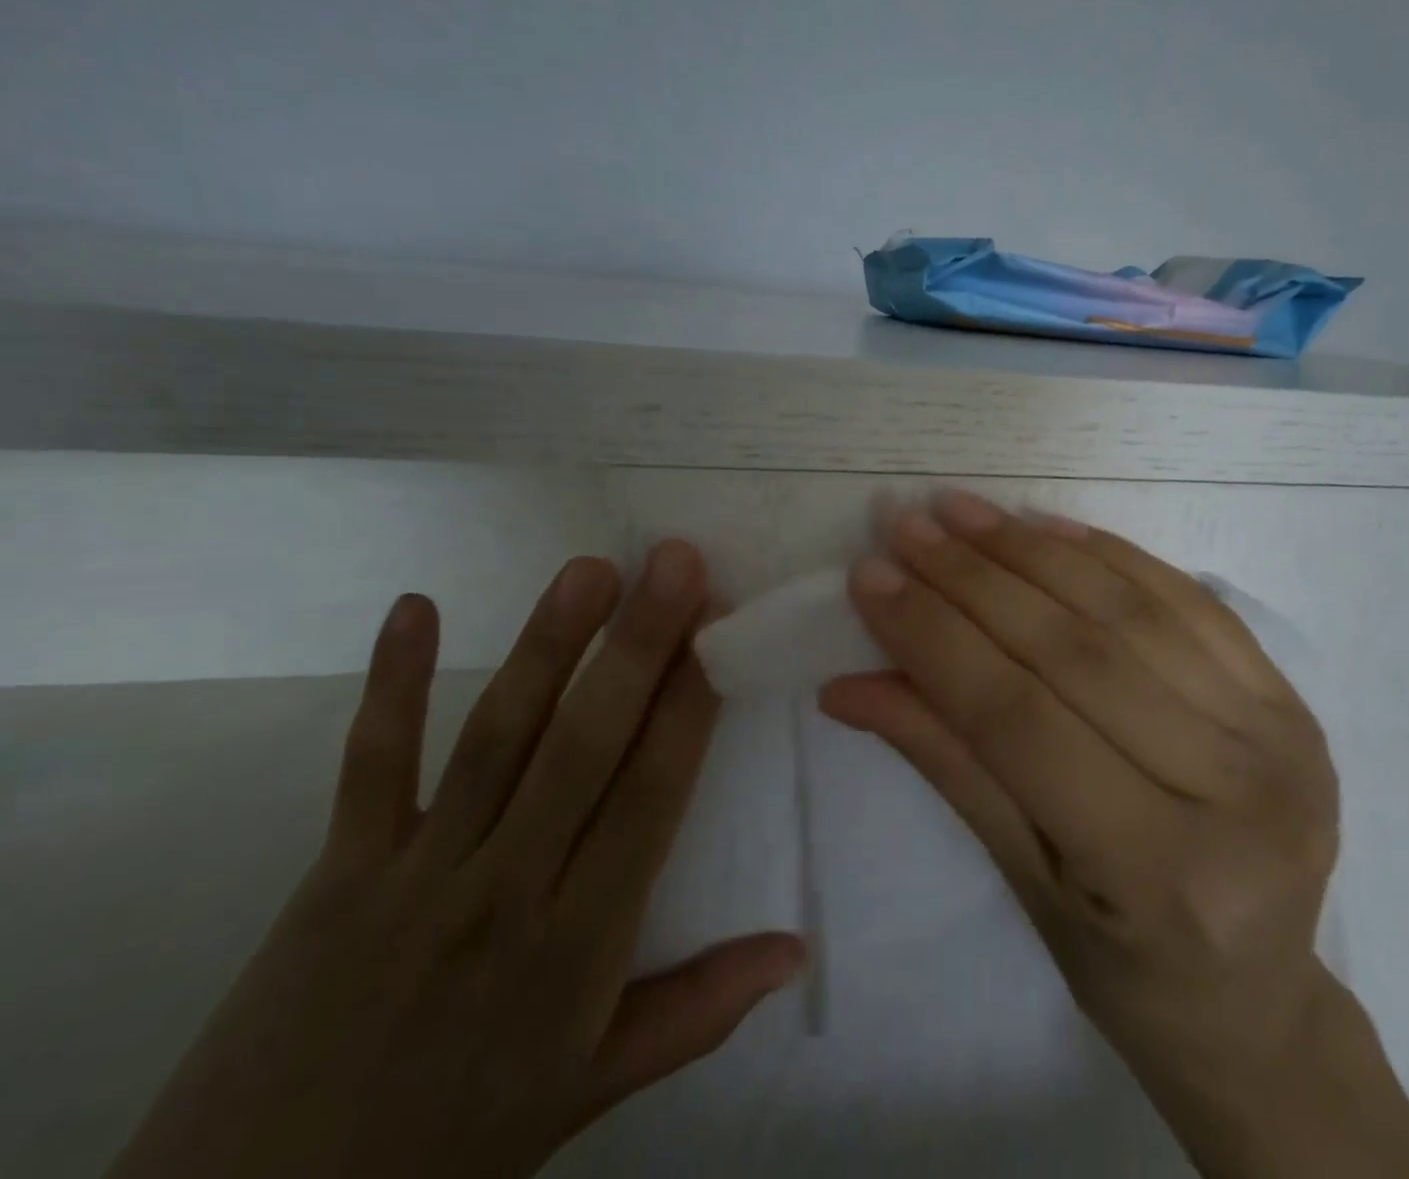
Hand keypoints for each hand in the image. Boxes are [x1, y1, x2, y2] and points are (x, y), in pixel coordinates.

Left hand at [109, 545, 804, 1178]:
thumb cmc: (455, 1138)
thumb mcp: (594, 1086)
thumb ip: (701, 1009)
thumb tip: (796, 949)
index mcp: (578, 943)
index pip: (651, 795)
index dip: (690, 706)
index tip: (721, 628)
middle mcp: (505, 890)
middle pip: (583, 747)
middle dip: (637, 646)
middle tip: (675, 562)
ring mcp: (417, 872)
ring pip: (495, 738)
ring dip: (546, 646)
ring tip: (590, 569)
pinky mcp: (338, 870)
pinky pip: (371, 766)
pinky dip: (391, 685)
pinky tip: (414, 606)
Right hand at [822, 491, 1408, 1178]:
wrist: (1259, 999)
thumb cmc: (1126, 968)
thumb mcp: (1024, 879)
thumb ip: (947, 762)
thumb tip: (849, 685)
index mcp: (1160, 872)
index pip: (1018, 719)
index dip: (935, 639)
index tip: (872, 578)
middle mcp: (1234, 791)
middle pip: (1075, 652)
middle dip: (974, 578)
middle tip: (908, 527)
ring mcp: (1277, 732)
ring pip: (1129, 611)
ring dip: (1033, 550)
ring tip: (963, 511)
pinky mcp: (1289, 695)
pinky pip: (1186, 598)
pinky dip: (1108, 554)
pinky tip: (1047, 524)